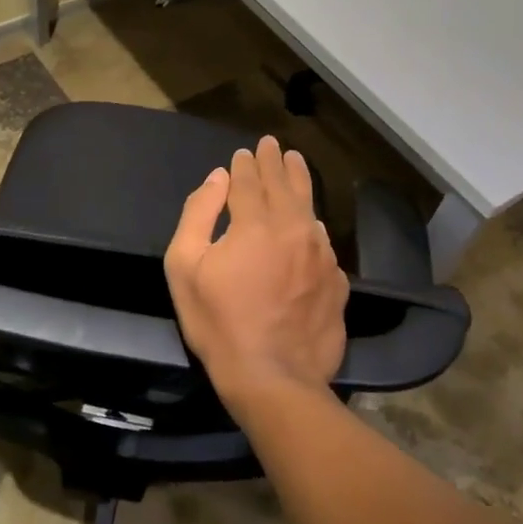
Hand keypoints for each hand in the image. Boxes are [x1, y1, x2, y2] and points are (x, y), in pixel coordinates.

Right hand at [165, 135, 349, 419]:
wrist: (273, 377)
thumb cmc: (218, 323)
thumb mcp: (185, 268)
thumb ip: (198, 214)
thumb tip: (217, 179)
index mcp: (255, 223)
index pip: (250, 181)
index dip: (245, 164)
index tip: (243, 153)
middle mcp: (295, 230)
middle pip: (285, 185)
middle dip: (276, 162)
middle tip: (273, 145)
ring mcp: (322, 256)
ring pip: (310, 208)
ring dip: (301, 182)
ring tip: (297, 164)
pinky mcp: (337, 281)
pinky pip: (323, 242)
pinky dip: (312, 225)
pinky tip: (310, 224)